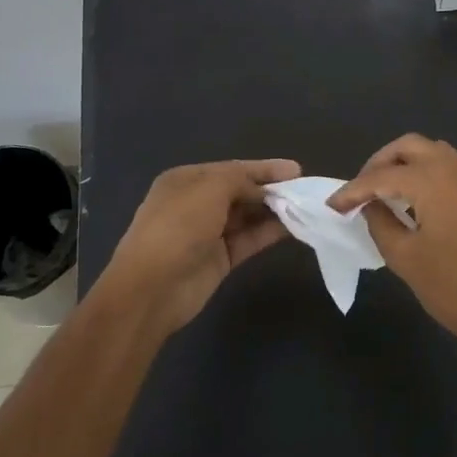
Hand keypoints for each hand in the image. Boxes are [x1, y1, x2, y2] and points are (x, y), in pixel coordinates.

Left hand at [100, 158, 300, 333]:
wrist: (152, 288)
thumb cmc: (178, 226)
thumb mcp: (210, 188)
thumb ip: (240, 179)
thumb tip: (263, 188)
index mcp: (186, 181)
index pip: (231, 169)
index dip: (263, 168)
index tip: (296, 170)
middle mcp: (196, 203)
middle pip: (241, 191)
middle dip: (270, 189)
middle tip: (304, 190)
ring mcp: (208, 233)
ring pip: (247, 216)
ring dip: (273, 210)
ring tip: (304, 206)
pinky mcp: (220, 259)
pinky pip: (249, 239)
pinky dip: (269, 232)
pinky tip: (292, 227)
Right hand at [328, 135, 456, 354]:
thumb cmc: (454, 287)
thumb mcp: (405, 258)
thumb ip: (380, 223)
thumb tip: (370, 206)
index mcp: (432, 179)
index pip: (381, 176)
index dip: (353, 191)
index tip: (332, 206)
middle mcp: (454, 167)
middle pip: (408, 147)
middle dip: (380, 163)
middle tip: (361, 191)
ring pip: (431, 152)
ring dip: (404, 164)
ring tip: (385, 194)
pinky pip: (448, 167)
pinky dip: (426, 173)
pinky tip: (414, 201)